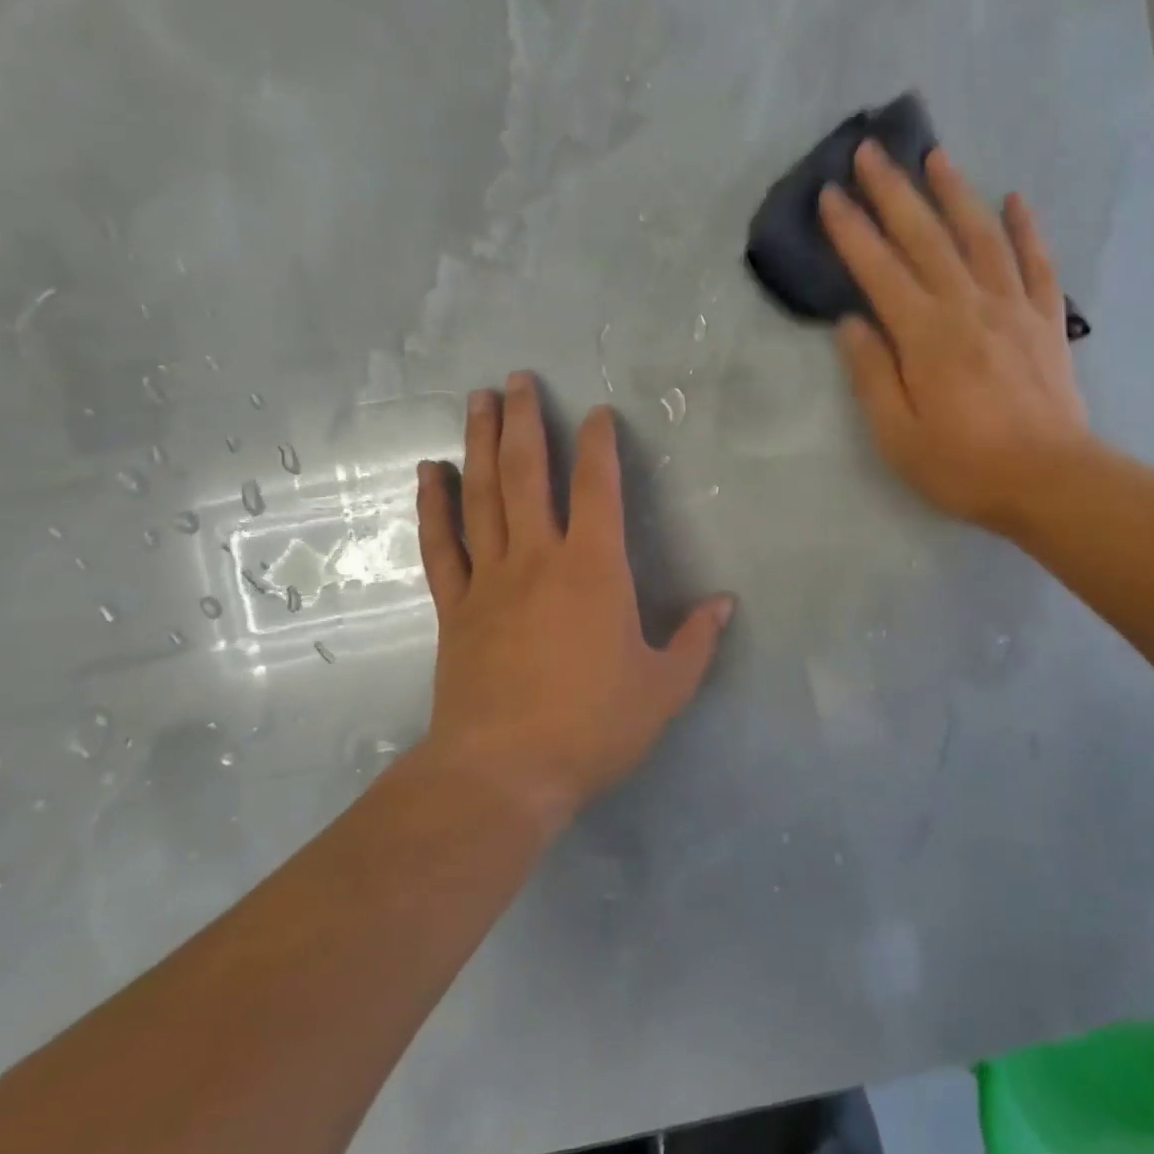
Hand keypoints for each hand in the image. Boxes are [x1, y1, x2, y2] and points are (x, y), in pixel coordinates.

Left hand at [414, 373, 734, 829]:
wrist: (505, 774)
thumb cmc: (593, 727)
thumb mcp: (665, 688)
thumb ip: (697, 640)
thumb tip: (724, 603)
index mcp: (594, 569)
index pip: (599, 488)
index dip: (600, 445)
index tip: (598, 413)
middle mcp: (538, 558)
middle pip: (528, 474)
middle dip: (526, 421)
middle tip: (519, 379)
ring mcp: (490, 579)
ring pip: (482, 496)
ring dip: (479, 443)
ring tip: (477, 400)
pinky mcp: (455, 607)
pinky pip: (442, 545)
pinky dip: (434, 506)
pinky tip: (430, 472)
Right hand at [821, 140, 1091, 533]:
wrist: (1051, 481)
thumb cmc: (964, 466)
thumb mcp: (898, 435)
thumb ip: (872, 375)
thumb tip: (851, 323)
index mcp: (925, 335)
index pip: (879, 270)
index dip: (852, 230)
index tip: (830, 194)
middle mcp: (967, 306)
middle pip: (926, 237)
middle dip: (894, 191)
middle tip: (871, 151)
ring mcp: (1012, 308)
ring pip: (980, 236)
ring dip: (956, 192)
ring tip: (935, 155)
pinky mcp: (1045, 320)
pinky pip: (1036, 263)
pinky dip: (1026, 228)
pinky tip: (1015, 198)